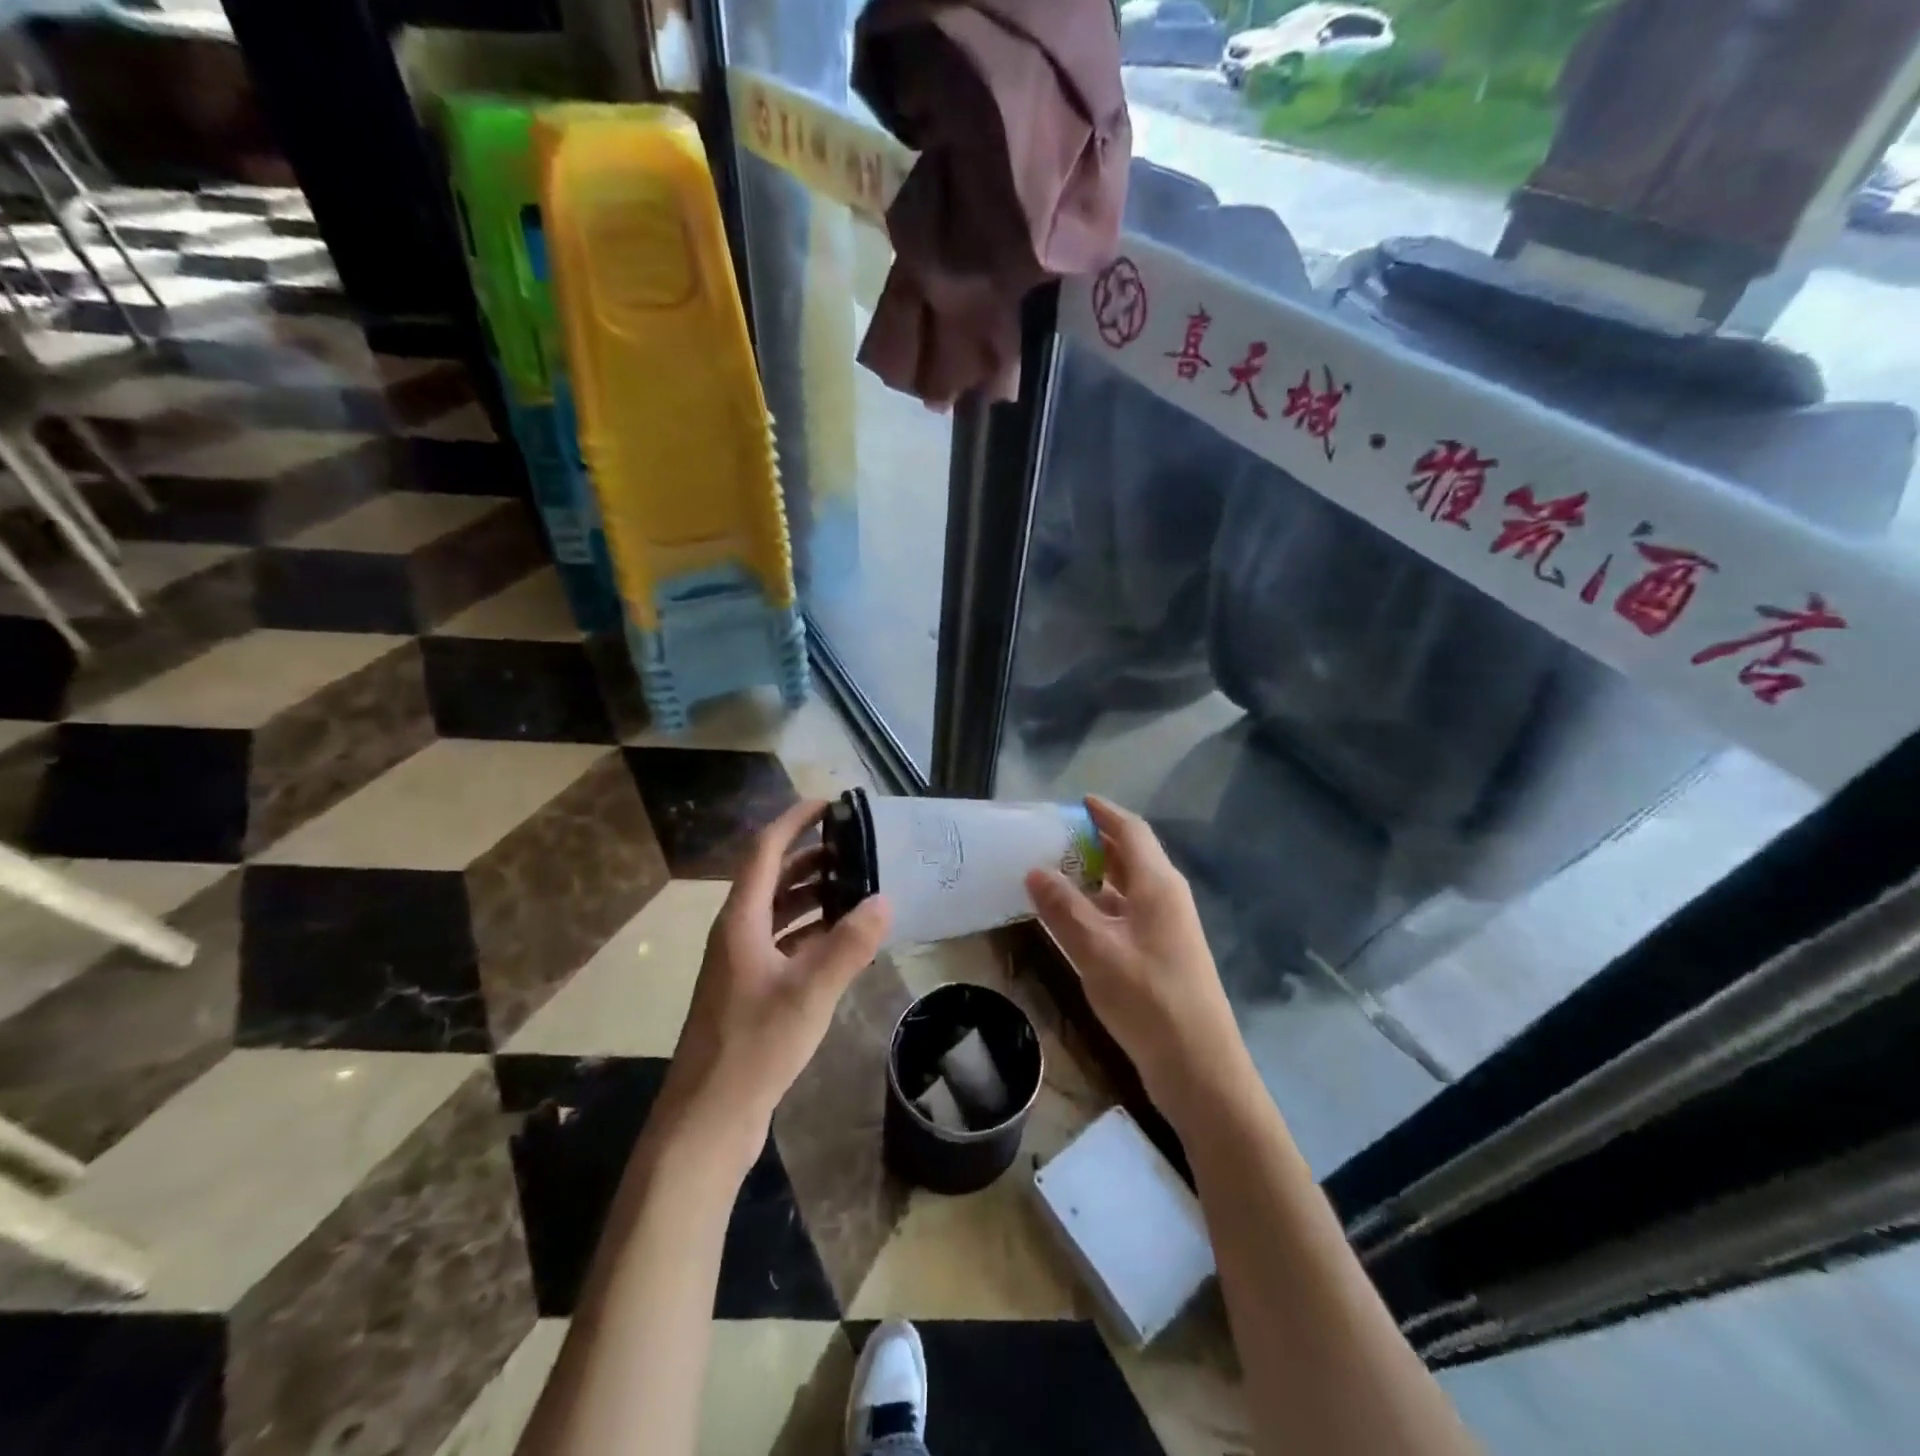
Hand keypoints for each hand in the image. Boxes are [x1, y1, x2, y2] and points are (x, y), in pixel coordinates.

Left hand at [660, 799, 891, 1154]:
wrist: (708, 1119)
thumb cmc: (754, 1046)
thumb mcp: (809, 992)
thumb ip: (849, 944)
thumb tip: (884, 900)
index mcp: (740, 920)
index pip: (765, 851)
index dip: (794, 821)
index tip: (829, 804)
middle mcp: (737, 933)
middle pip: (772, 877)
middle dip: (811, 856)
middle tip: (857, 848)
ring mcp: (742, 964)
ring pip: (778, 911)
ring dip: (813, 894)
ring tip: (857, 886)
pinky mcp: (751, 991)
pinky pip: (783, 942)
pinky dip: (811, 931)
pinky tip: (843, 939)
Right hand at [1025, 796, 1248, 1118]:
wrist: (1199, 1068)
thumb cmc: (1149, 999)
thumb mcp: (1097, 950)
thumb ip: (1063, 908)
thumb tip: (1034, 870)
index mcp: (1157, 885)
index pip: (1130, 831)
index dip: (1104, 813)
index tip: (1074, 801)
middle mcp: (1165, 898)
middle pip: (1129, 856)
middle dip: (1093, 842)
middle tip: (1051, 837)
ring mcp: (1166, 928)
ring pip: (1126, 887)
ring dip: (1093, 876)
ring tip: (1052, 872)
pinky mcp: (1161, 955)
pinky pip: (1125, 915)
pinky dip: (1098, 907)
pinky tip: (1071, 919)